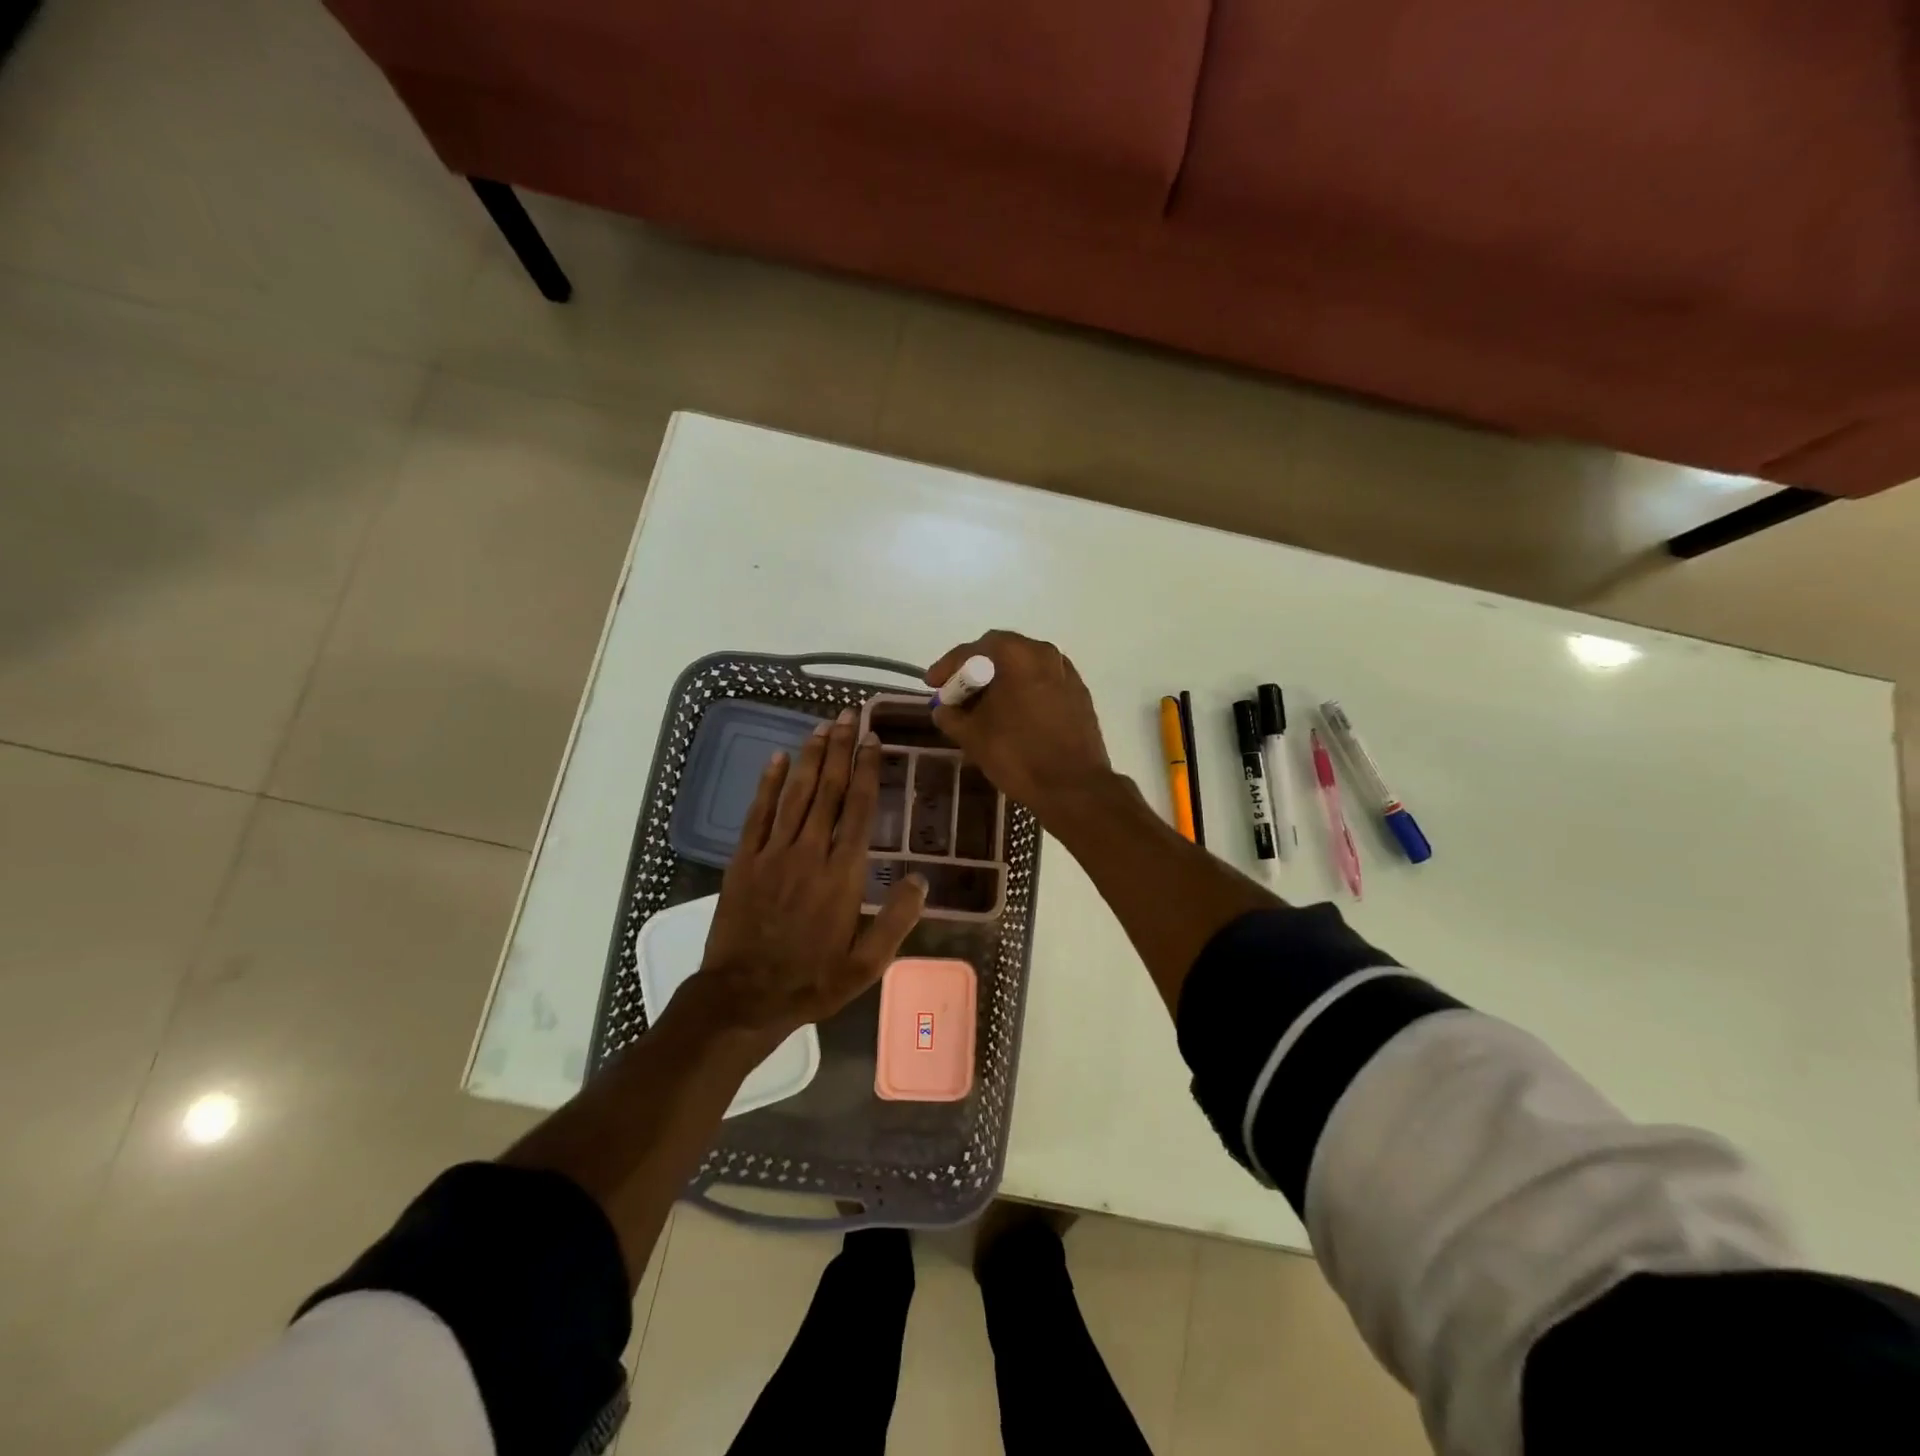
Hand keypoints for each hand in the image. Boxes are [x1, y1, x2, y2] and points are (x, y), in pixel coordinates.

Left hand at [696, 708, 926, 1037]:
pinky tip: (776, 759)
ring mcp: (774, 853)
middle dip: (839, 749)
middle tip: (847, 715)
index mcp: (844, 874)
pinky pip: (758, 814)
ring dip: (810, 757)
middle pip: (829, 790)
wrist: (744, 997)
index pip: (860, 809)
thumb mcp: (867, 965)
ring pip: (796, 794)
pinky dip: (768, 784)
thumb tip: (921, 879)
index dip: (867, 770)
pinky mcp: (745, 860)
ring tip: (821, 726)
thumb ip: (896, 921)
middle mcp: (811, 852)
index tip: (872, 740)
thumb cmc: (812, 981)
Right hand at [926, 631, 1114, 821]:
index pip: (973, 650)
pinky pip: (1042, 685)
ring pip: (1024, 669)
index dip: (948, 667)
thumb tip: (943, 709)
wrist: (1073, 787)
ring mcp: (1067, 674)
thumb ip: (950, 715)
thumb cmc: (1018, 755)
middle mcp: (1046, 654)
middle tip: (956, 694)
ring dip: (1000, 683)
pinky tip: (1012, 717)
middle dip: (974, 673)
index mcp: (1018, 655)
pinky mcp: (1079, 696)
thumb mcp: (972, 736)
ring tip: (982, 707)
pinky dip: (1022, 693)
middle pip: (1001, 654)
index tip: (932, 684)